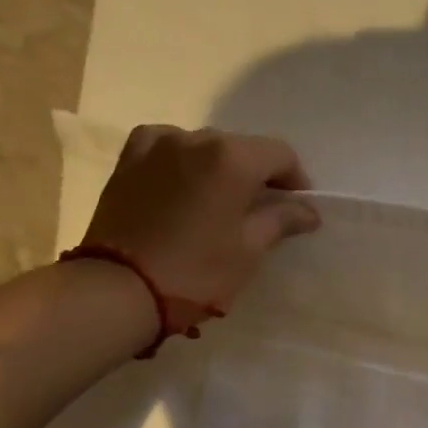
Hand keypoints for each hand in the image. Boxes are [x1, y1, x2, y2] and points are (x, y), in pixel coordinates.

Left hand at [79, 125, 321, 322]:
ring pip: (204, 148)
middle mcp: (195, 138)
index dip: (296, 180)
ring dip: (220, 170)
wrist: (120, 288)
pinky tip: (185, 187)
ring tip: (220, 203)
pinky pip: (168, 150)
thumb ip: (281, 220)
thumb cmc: (197, 272)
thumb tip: (307, 210)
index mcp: (231, 158)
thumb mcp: (249, 249)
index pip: (280, 155)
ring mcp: (157, 145)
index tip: (298, 209)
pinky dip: (184, 164)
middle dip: (257, 175)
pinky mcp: (129, 160)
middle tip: (262, 211)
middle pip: (242, 148)